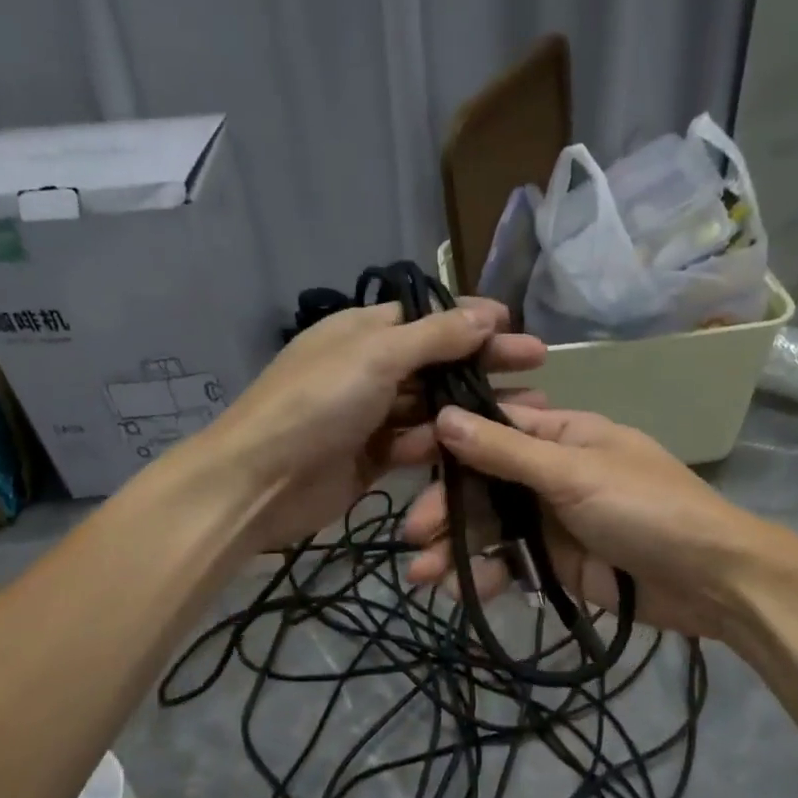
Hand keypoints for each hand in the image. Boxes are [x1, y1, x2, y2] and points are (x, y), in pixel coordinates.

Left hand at [196, 299, 545, 551]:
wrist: (259, 482)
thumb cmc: (316, 404)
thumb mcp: (375, 356)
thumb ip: (434, 337)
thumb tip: (485, 315)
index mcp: (363, 330)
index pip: (428, 315)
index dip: (471, 318)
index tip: (515, 324)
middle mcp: (370, 367)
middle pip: (438, 360)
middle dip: (485, 361)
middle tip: (538, 364)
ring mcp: (372, 415)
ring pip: (434, 405)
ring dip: (476, 405)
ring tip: (529, 409)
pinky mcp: (375, 457)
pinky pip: (419, 443)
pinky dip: (446, 442)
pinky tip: (484, 443)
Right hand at [402, 404, 789, 639]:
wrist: (712, 581)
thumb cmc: (648, 509)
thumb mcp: (575, 474)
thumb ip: (507, 452)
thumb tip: (443, 417)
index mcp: (561, 436)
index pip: (491, 428)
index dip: (446, 441)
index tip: (402, 457)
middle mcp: (551, 474)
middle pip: (483, 485)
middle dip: (446, 508)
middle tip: (413, 535)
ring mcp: (552, 522)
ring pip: (491, 529)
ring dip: (456, 548)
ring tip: (421, 576)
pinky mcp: (557, 565)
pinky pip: (510, 565)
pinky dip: (484, 577)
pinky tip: (458, 593)